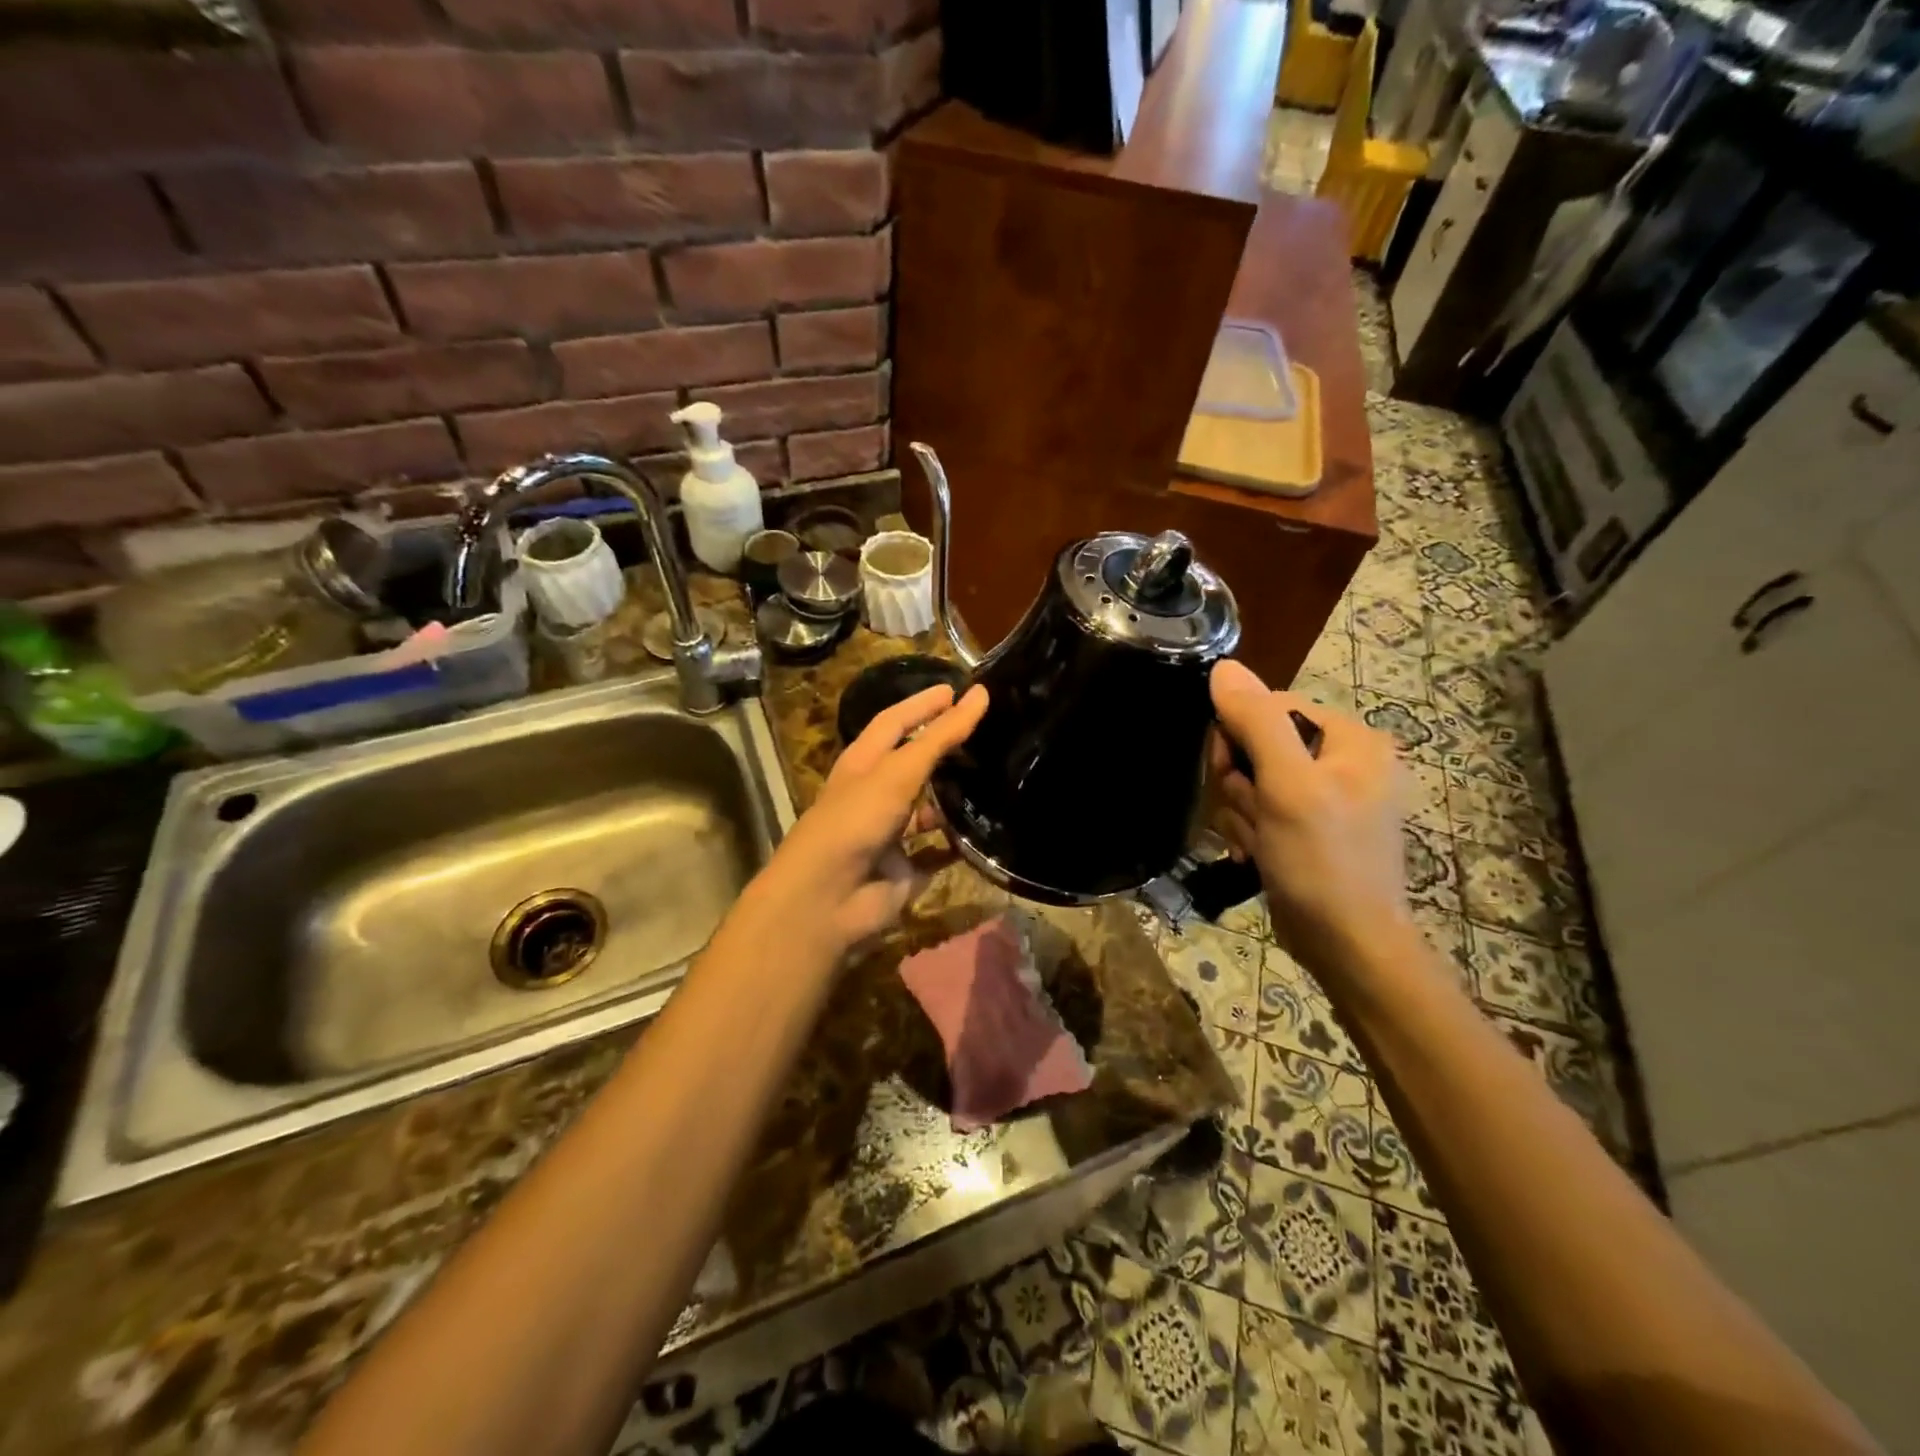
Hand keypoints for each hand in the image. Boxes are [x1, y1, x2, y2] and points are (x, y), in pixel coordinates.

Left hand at [744, 681, 988, 968]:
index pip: (894, 722)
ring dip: (955, 796)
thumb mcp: (897, 772)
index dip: (923, 704)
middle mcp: (876, 795)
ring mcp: (891, 834)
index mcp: (863, 764)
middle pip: (914, 763)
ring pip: (929, 809)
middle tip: (990, 730)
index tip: (959, 689)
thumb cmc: (855, 820)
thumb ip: (939, 736)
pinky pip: (940, 853)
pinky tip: (990, 830)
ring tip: (999, 776)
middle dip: (945, 747)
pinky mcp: (906, 870)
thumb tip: (980, 694)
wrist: (827, 899)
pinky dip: (961, 844)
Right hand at [1209, 659, 1412, 974]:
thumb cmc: (1324, 862)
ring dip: (1240, 811)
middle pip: (1257, 744)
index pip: (1270, 706)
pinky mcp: (1306, 827)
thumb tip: (1223, 667)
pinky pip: (1259, 808)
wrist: (1348, 947)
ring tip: (1257, 843)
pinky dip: (1248, 829)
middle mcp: (1342, 760)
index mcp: (1351, 739)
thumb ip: (1256, 723)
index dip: (1238, 735)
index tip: (1230, 773)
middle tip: (1251, 815)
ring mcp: (1324, 796)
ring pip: (1251, 780)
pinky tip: (1255, 854)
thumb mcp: (1288, 787)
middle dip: (1240, 783)